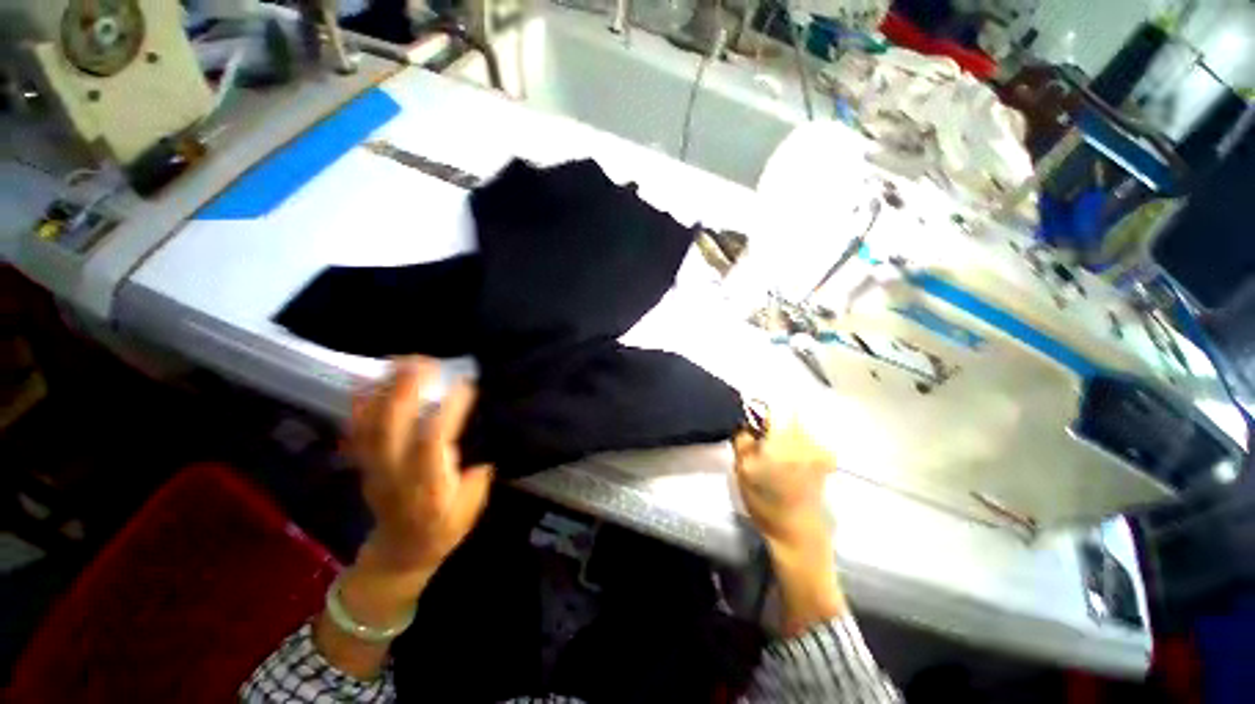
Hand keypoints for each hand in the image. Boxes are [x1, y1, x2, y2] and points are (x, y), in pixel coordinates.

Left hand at [349, 358, 493, 576]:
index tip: (465, 383)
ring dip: (383, 388)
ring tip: (401, 361)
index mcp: (427, 487)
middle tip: (426, 361)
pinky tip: (366, 379)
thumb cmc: (443, 529)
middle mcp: (396, 473)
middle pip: (391, 427)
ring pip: (370, 423)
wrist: (400, 551)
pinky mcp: (364, 463)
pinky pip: (356, 429)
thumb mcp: (471, 509)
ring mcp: (374, 467)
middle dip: (406, 389)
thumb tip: (484, 442)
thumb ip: (477, 476)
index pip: (432, 443)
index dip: (447, 411)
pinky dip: (358, 402)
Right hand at [734, 417, 845, 633]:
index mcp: (783, 441)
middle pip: (787, 410)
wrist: (797, 532)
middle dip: (771, 416)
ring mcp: (820, 447)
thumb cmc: (765, 501)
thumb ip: (742, 437)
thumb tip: (743, 417)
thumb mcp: (743, 469)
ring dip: (784, 426)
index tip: (749, 420)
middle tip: (759, 434)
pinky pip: (807, 434)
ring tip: (773, 446)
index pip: (772, 405)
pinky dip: (796, 437)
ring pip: (797, 421)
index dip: (757, 408)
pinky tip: (788, 455)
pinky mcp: (826, 456)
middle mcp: (806, 439)